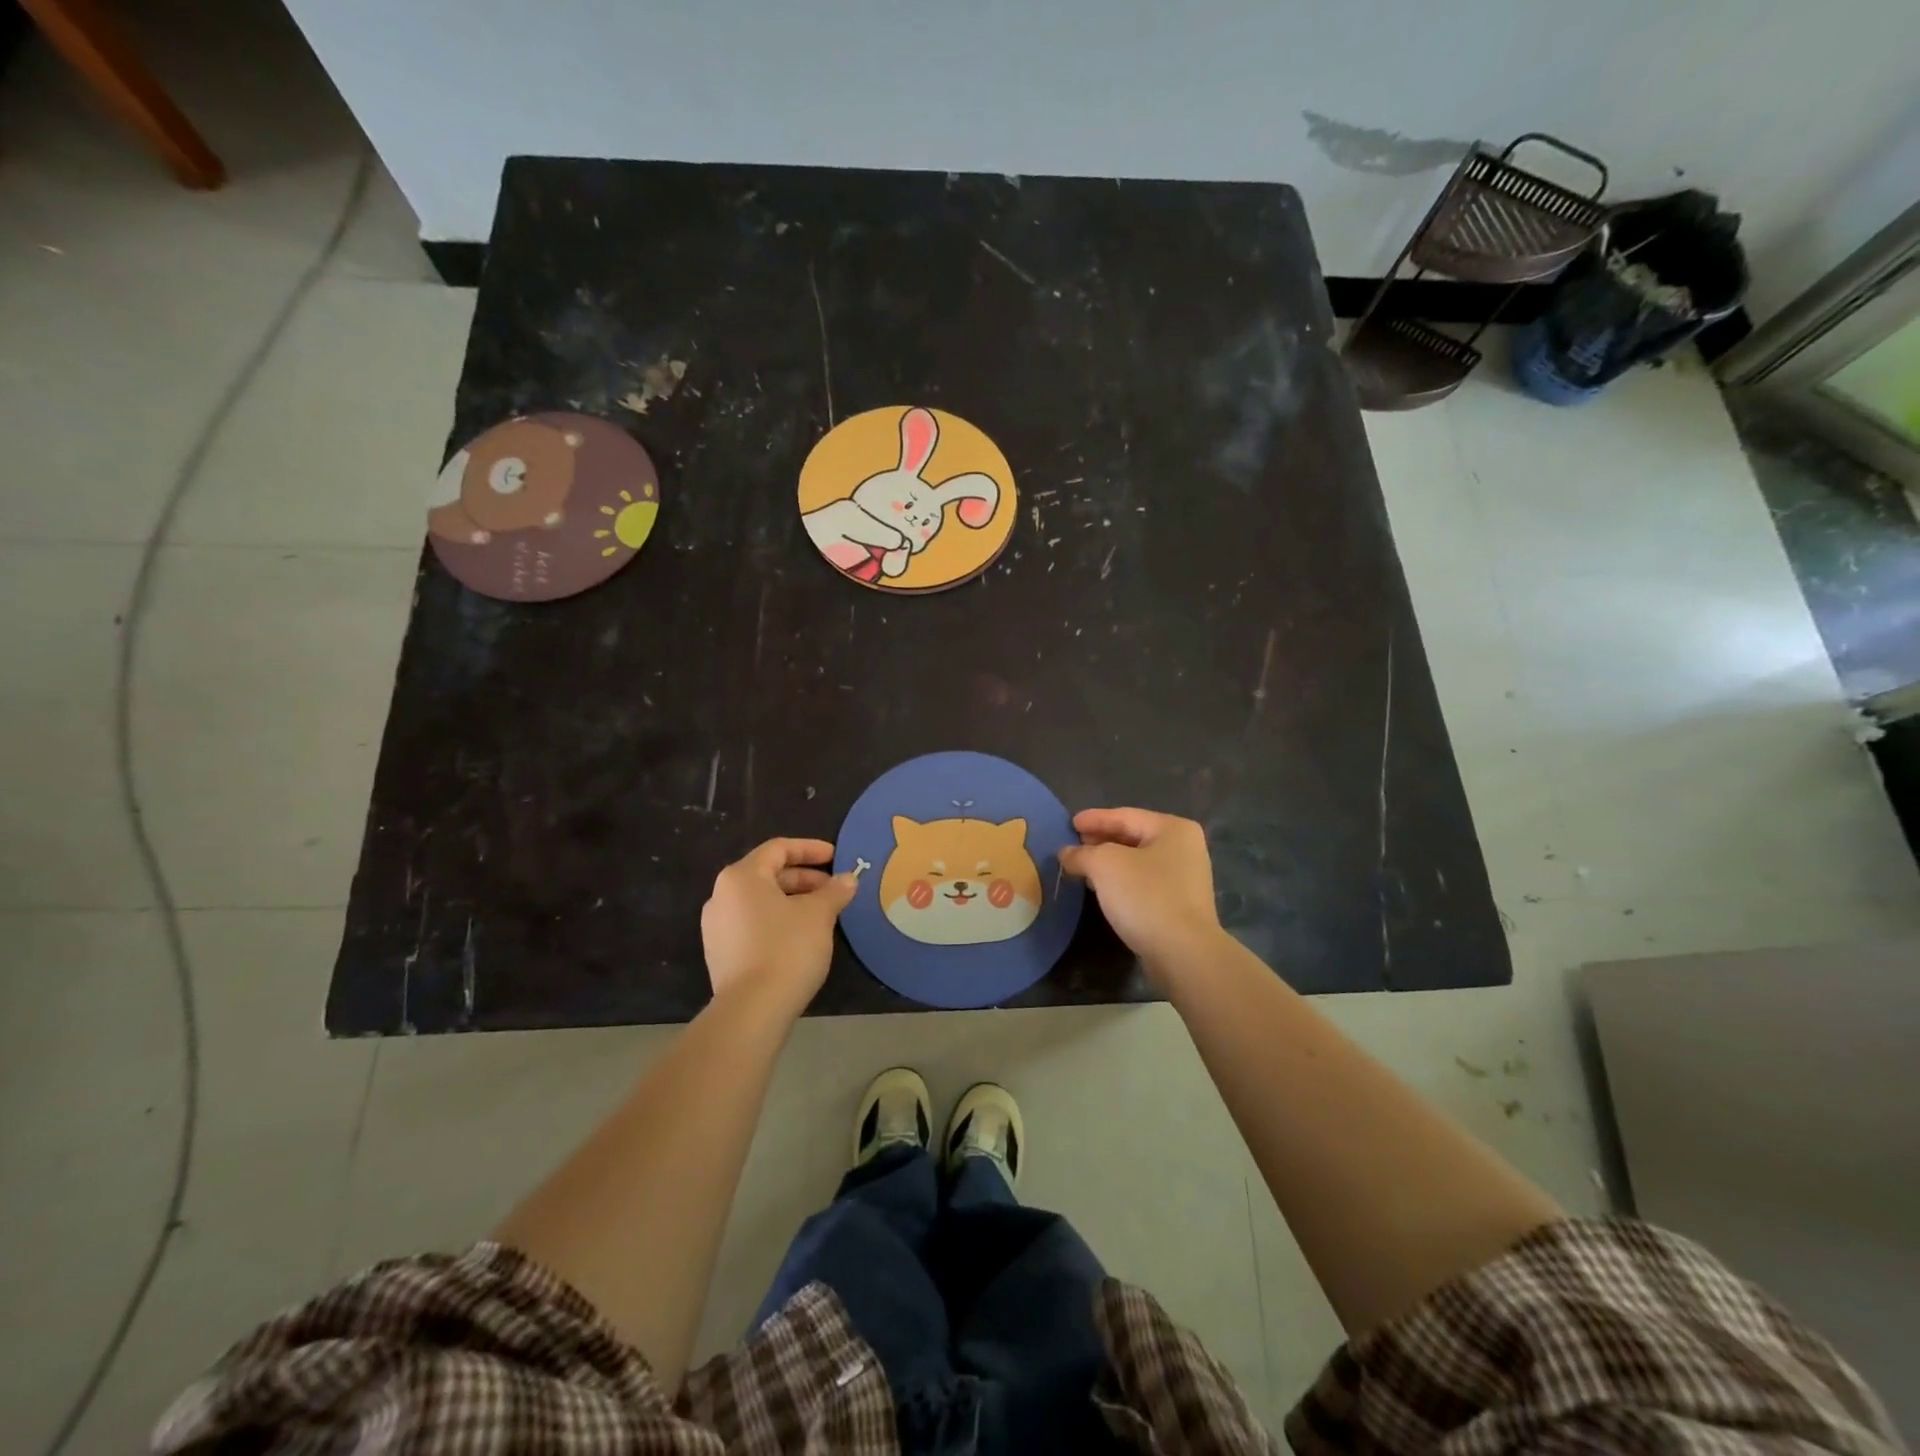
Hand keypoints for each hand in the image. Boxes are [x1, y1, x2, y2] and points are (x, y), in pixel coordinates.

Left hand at [701, 838, 857, 1014]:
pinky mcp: (720, 954)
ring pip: (761, 901)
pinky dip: (778, 921)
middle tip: (834, 890)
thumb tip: (848, 879)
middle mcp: (721, 895)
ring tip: (823, 914)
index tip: (836, 857)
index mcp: (741, 877)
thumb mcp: (819, 914)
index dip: (810, 849)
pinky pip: (752, 924)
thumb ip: (834, 891)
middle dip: (804, 879)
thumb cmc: (786, 948)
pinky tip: (801, 938)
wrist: (752, 1011)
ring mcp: (717, 927)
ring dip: (793, 901)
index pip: (778, 849)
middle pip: (768, 874)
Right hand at [1058, 808, 1222, 981]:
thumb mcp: (1105, 865)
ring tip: (1081, 867)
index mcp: (1173, 829)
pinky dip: (1121, 882)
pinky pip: (1143, 884)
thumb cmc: (1146, 896)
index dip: (1094, 819)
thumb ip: (1082, 854)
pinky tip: (1102, 890)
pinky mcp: (1180, 906)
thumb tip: (1066, 854)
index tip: (1069, 823)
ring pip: (1137, 862)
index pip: (1125, 816)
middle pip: (1133, 837)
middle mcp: (1185, 849)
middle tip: (1073, 845)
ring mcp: (1185, 879)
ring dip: (1108, 863)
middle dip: (1101, 841)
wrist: (1183, 953)